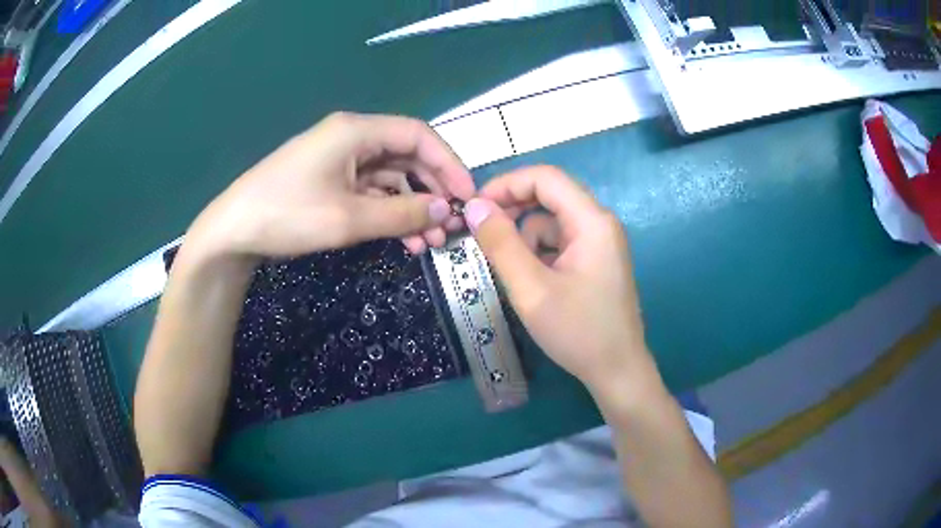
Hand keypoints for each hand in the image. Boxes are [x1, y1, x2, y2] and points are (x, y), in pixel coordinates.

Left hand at [186, 112, 474, 259]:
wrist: (233, 232)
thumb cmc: (288, 215)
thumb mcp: (349, 218)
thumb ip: (403, 214)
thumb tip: (446, 211)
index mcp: (357, 131)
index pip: (419, 136)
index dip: (449, 164)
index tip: (467, 197)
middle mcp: (352, 138)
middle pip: (407, 156)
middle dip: (432, 191)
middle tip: (451, 226)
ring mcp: (339, 160)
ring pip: (390, 178)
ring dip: (413, 208)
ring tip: (431, 243)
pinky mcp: (330, 181)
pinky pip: (370, 192)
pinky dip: (389, 213)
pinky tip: (404, 239)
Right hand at [463, 166, 655, 395]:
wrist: (617, 371)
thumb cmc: (578, 332)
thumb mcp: (531, 289)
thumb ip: (501, 244)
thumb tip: (475, 207)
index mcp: (592, 222)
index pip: (546, 178)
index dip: (506, 184)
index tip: (475, 207)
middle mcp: (600, 223)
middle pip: (550, 197)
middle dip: (514, 212)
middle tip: (483, 236)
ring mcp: (600, 243)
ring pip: (552, 222)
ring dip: (526, 239)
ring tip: (516, 276)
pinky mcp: (596, 261)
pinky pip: (560, 242)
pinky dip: (539, 254)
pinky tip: (534, 283)